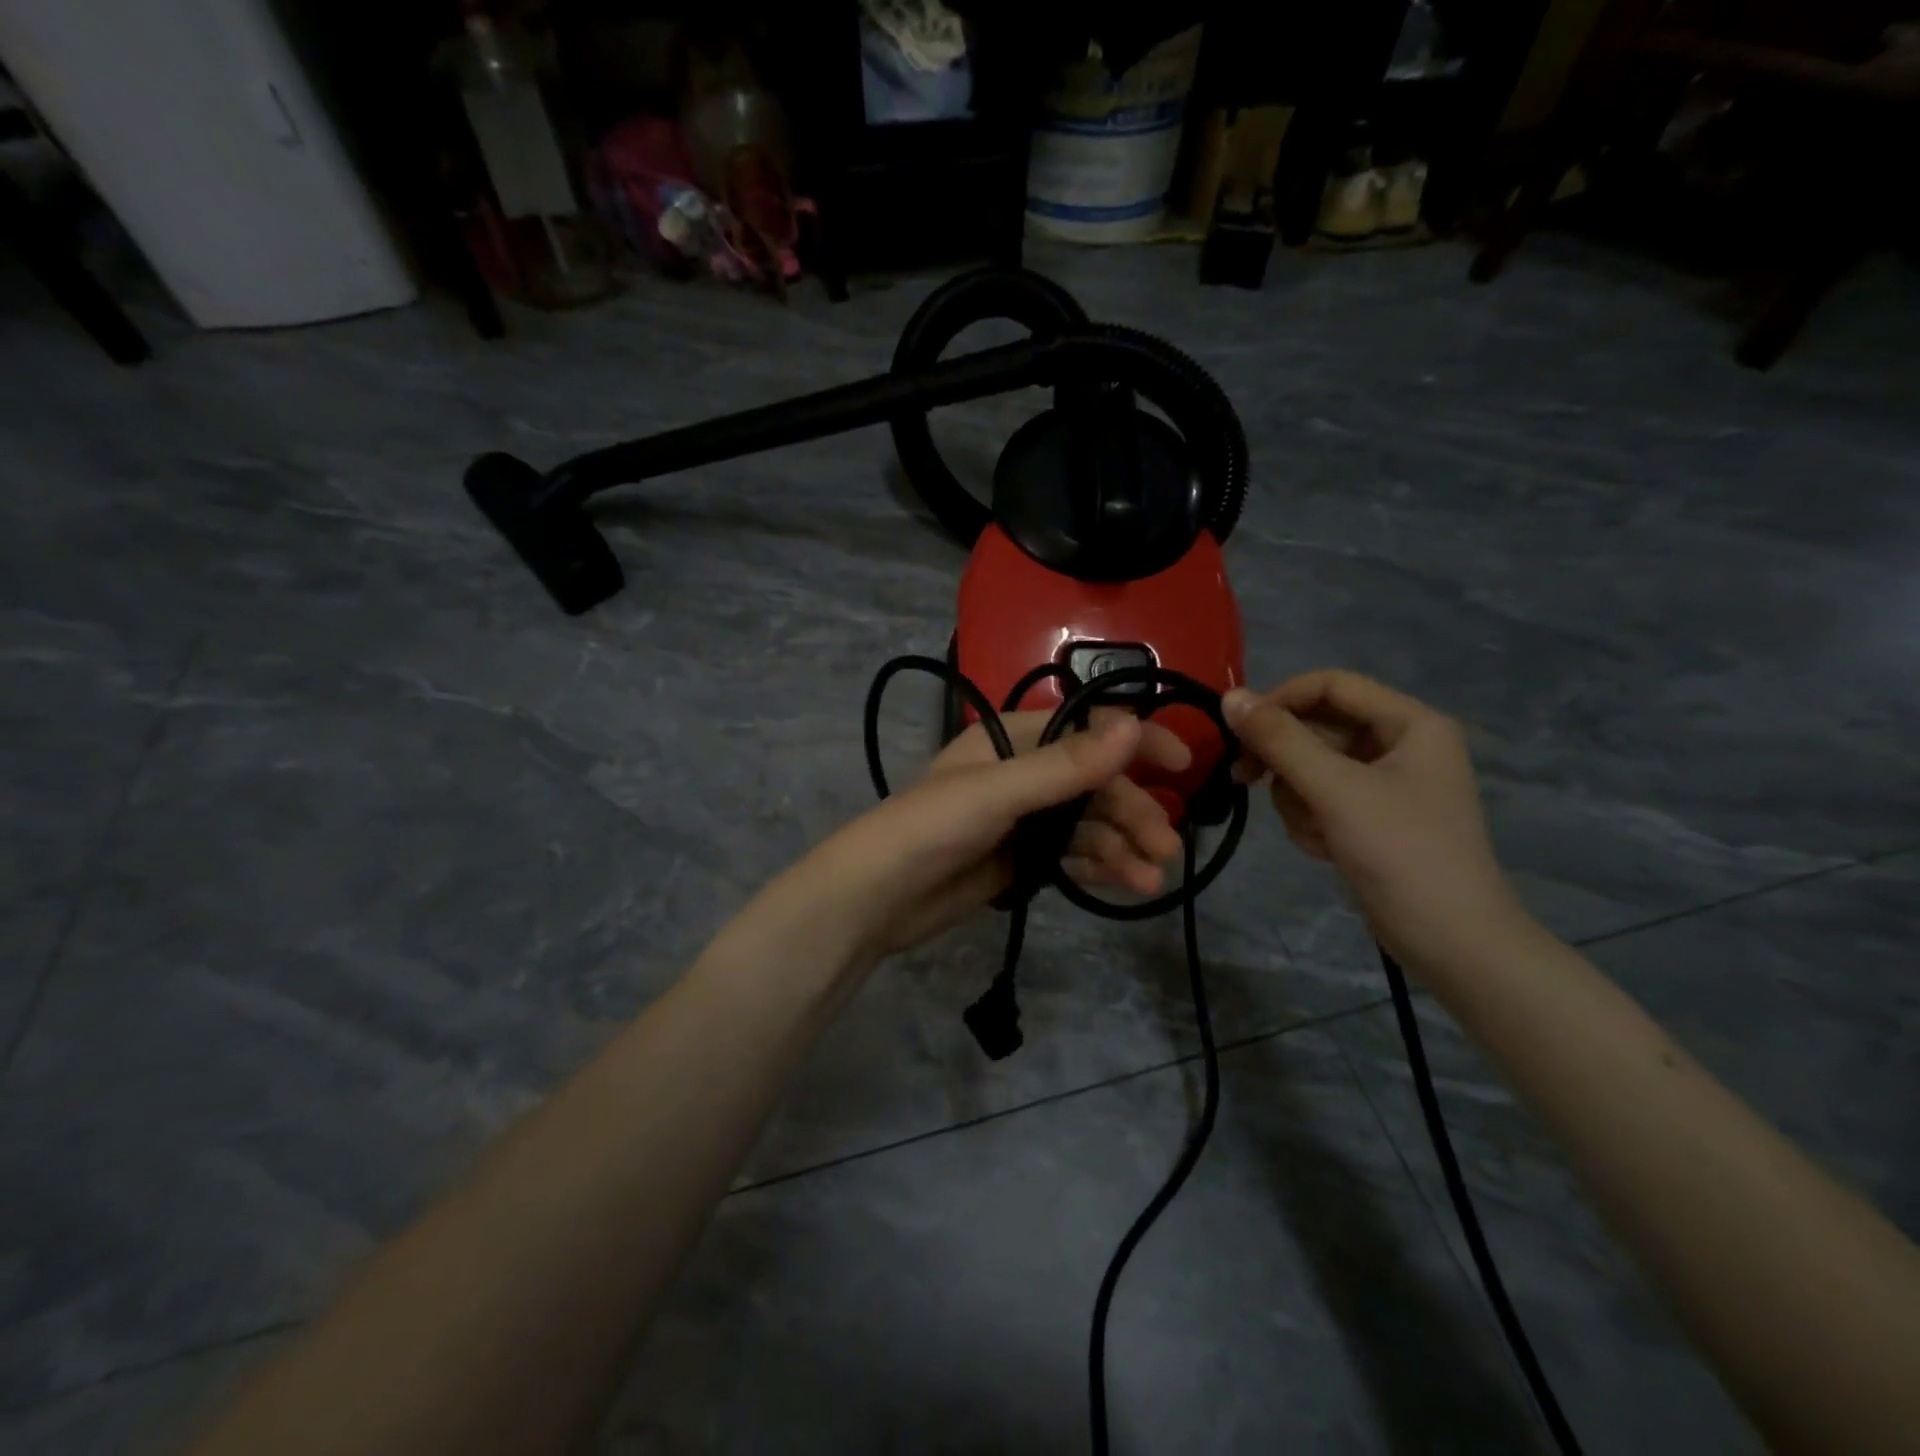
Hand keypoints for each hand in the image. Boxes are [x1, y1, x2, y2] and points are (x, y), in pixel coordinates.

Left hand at [791, 709, 1190, 962]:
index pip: (1087, 729)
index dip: (1135, 740)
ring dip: (1122, 846)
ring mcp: (1021, 819)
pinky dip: (1099, 866)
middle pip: (1093, 784)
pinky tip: (1126, 885)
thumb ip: (1066, 765)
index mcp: (1013, 739)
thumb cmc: (931, 827)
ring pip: (1087, 823)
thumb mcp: (999, 792)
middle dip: (1132, 811)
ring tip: (1151, 879)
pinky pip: (1071, 854)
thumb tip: (1133, 722)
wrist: (877, 898)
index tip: (1182, 764)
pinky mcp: (1020, 859)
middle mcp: (1021, 773)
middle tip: (1168, 847)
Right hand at [1223, 671, 1524, 972]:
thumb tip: (1230, 696)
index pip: (1331, 685)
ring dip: (1297, 797)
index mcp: (1410, 723)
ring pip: (1311, 766)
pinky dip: (1311, 819)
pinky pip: (1320, 798)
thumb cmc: (1400, 852)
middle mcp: (1400, 744)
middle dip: (1286, 760)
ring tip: (1314, 831)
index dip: (1281, 700)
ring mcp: (1385, 784)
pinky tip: (1324, 848)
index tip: (1238, 730)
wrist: (1450, 941)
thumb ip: (1279, 740)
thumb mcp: (1334, 789)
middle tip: (1246, 780)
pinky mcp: (1371, 817)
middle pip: (1317, 727)